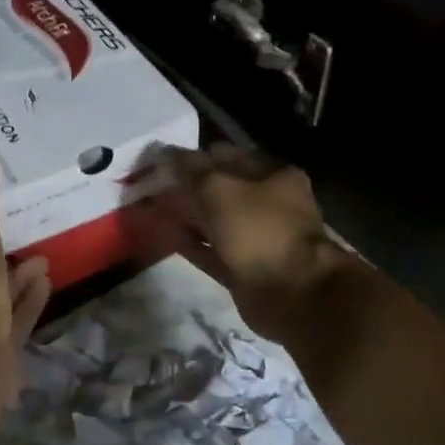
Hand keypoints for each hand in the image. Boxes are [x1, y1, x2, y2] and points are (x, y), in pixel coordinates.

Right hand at [151, 144, 349, 340]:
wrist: (291, 291)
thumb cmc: (258, 229)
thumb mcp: (219, 189)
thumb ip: (191, 170)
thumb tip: (166, 152)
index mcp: (273, 176)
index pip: (227, 156)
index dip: (194, 157)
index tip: (162, 162)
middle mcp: (268, 204)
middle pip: (221, 190)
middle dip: (187, 187)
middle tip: (152, 186)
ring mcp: (257, 238)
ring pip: (214, 221)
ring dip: (186, 215)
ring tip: (152, 210)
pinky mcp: (244, 268)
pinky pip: (211, 250)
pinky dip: (190, 243)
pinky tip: (165, 236)